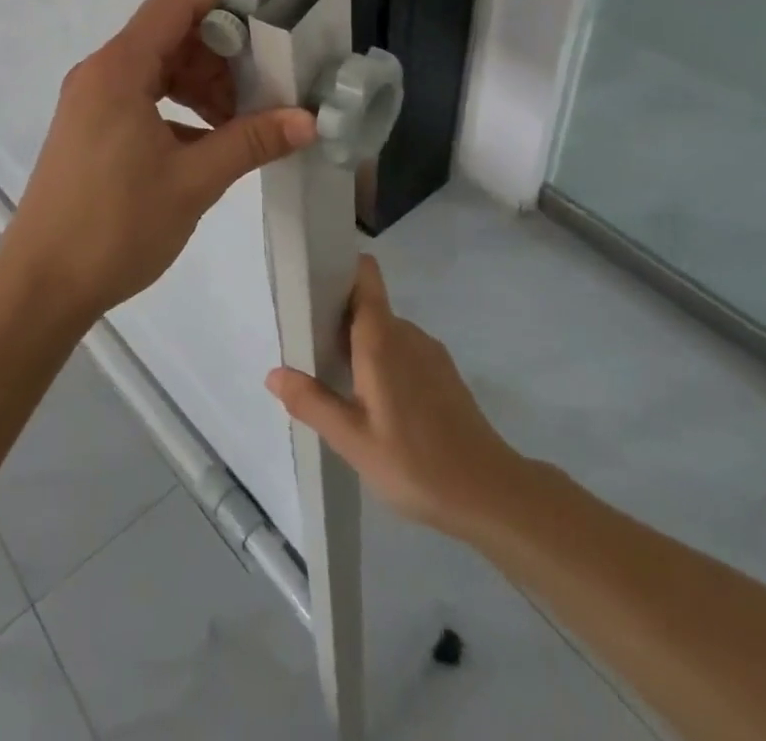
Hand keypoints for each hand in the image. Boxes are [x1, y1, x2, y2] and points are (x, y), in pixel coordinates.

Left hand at [9, 0, 317, 319]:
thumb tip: (308, 120)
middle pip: (170, 34)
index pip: (176, 1)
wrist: (41, 284)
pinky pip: (140, 96)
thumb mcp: (193, 181)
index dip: (224, 12)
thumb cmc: (116, 227)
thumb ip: (251, 141)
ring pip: (157, 67)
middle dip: (220, 58)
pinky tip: (203, 146)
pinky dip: (176, 108)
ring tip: (236, 127)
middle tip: (259, 98)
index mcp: (120, 68)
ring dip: (200, 86)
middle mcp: (101, 72)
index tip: (264, 48)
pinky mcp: (88, 127)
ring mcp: (90, 100)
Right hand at [267, 255, 521, 540]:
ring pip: (384, 331)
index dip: (338, 269)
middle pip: (366, 304)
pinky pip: (403, 351)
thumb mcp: (352, 440)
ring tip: (337, 384)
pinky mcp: (444, 373)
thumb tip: (273, 373)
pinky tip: (376, 406)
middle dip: (336, 319)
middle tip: (308, 351)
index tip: (310, 285)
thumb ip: (311, 402)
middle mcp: (406, 333)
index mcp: (381, 337)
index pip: (364, 274)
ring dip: (359, 346)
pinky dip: (383, 363)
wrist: (492, 495)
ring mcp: (429, 352)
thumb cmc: (416, 463)